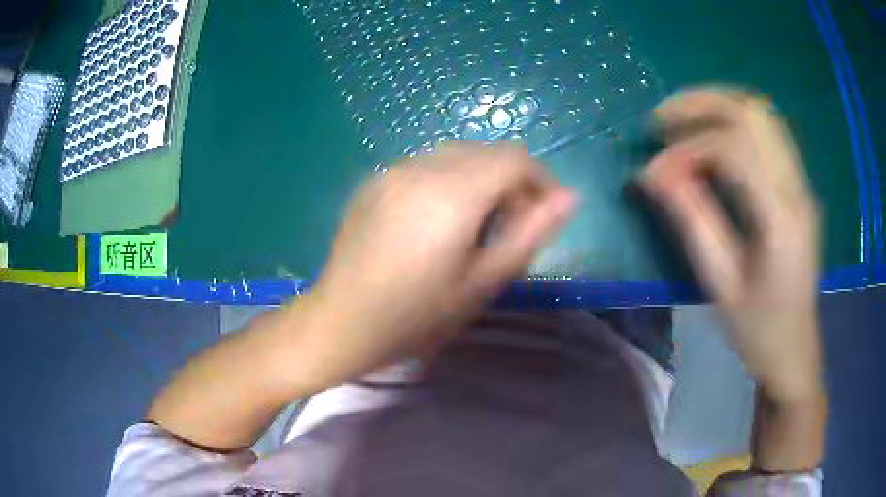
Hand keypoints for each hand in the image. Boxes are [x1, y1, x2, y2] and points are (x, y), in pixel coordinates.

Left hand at [304, 141, 575, 385]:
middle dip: (511, 180)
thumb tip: (570, 198)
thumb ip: (531, 234)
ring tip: (476, 224)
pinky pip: (424, 165)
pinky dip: (448, 180)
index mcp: (451, 194)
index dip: (541, 179)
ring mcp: (391, 171)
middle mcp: (420, 168)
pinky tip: (437, 220)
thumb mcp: (482, 283)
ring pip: (455, 155)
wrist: (341, 323)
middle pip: (486, 152)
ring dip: (480, 179)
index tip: (545, 213)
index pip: (514, 158)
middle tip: (512, 226)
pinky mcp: (373, 181)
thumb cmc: (416, 317)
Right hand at [639, 89, 823, 402]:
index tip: (653, 173)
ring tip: (681, 119)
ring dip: (719, 106)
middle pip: (754, 114)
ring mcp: (801, 185)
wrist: (794, 350)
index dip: (687, 150)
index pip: (735, 150)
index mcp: (781, 219)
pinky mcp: (798, 188)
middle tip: (661, 118)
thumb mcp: (720, 283)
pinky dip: (735, 122)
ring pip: (764, 115)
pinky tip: (712, 135)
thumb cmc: (758, 329)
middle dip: (702, 105)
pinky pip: (769, 134)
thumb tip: (652, 175)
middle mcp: (797, 189)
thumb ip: (691, 220)